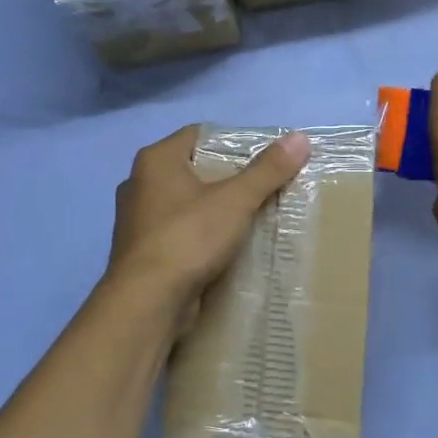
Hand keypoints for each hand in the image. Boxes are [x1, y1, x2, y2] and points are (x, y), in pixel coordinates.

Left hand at [106, 125, 309, 315]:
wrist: (146, 302)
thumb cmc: (188, 238)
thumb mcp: (235, 201)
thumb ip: (267, 170)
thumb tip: (300, 137)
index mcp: (155, 160)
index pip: (198, 134)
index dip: (232, 142)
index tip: (264, 158)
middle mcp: (139, 183)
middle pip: (193, 169)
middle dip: (227, 178)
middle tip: (263, 188)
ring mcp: (136, 220)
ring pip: (185, 203)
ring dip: (213, 209)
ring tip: (250, 217)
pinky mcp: (141, 252)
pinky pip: (178, 232)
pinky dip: (200, 236)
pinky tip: (225, 248)